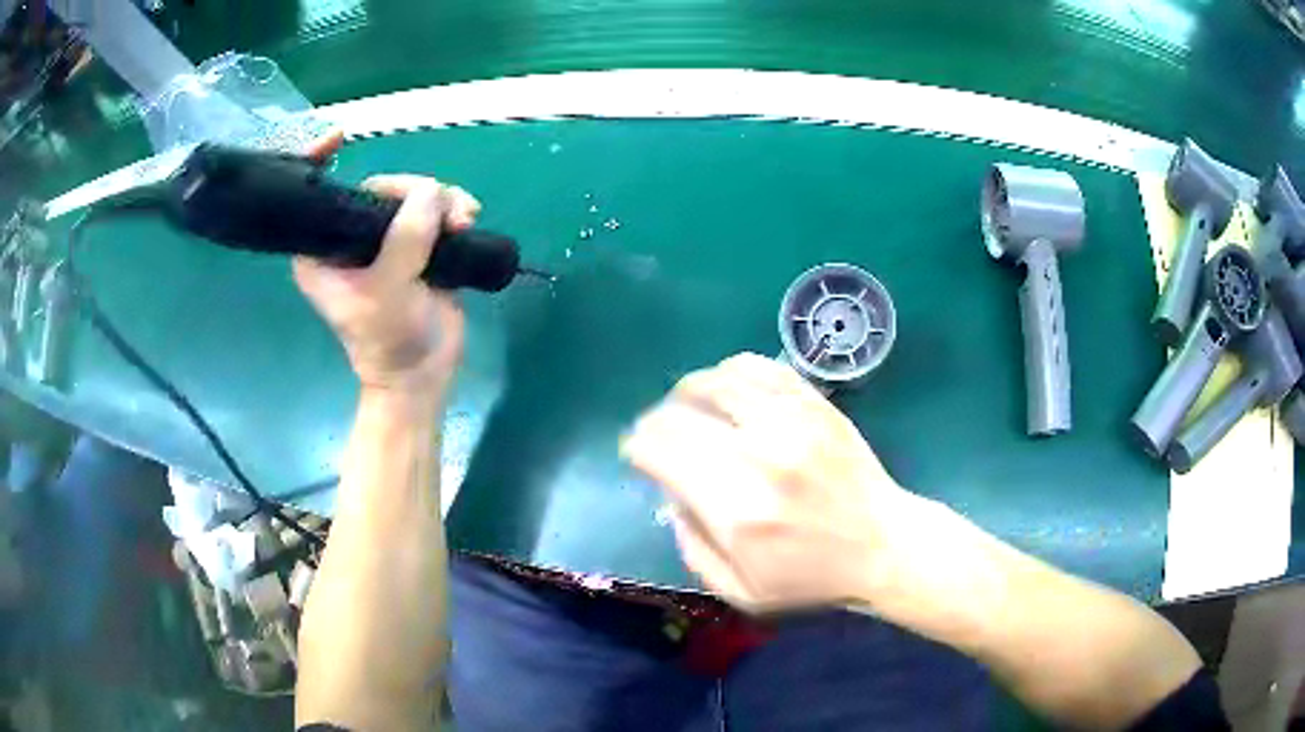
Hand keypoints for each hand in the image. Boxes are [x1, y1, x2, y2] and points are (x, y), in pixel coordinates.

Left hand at [292, 134, 480, 396]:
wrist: (424, 375)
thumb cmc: (389, 341)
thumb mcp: (388, 292)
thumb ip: (405, 239)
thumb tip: (433, 191)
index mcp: (323, 251)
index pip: (318, 197)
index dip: (320, 162)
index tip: (338, 137)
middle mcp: (351, 238)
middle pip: (380, 187)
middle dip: (413, 189)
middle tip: (442, 210)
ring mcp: (387, 240)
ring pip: (414, 195)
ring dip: (443, 200)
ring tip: (464, 221)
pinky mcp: (418, 246)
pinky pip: (437, 210)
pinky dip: (455, 209)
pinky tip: (469, 220)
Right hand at [622, 353, 932, 612]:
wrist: (884, 546)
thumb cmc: (811, 578)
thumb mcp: (739, 591)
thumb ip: (692, 546)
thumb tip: (671, 494)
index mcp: (735, 510)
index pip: (659, 451)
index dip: (637, 448)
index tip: (638, 455)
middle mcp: (758, 455)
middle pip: (679, 413)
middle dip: (654, 422)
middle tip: (657, 435)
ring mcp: (791, 422)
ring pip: (715, 380)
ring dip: (687, 392)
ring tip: (687, 407)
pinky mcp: (814, 404)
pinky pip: (758, 368)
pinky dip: (729, 373)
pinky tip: (727, 390)